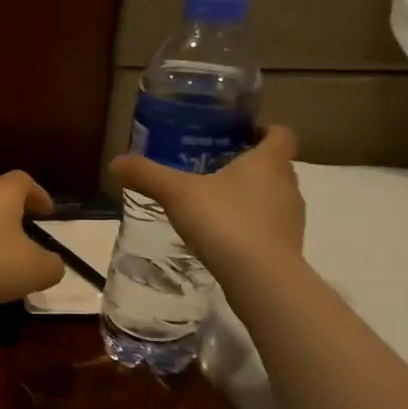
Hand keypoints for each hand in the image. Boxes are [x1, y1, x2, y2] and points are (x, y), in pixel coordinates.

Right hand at [109, 126, 304, 278]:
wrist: (260, 277)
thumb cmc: (224, 221)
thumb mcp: (177, 194)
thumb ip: (147, 175)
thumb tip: (116, 162)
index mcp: (269, 161)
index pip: (280, 134)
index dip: (263, 130)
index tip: (239, 135)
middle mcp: (288, 185)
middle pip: (275, 165)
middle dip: (249, 165)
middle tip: (215, 168)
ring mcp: (291, 218)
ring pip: (273, 197)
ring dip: (251, 196)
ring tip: (215, 204)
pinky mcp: (287, 247)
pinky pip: (268, 226)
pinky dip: (251, 225)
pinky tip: (223, 236)